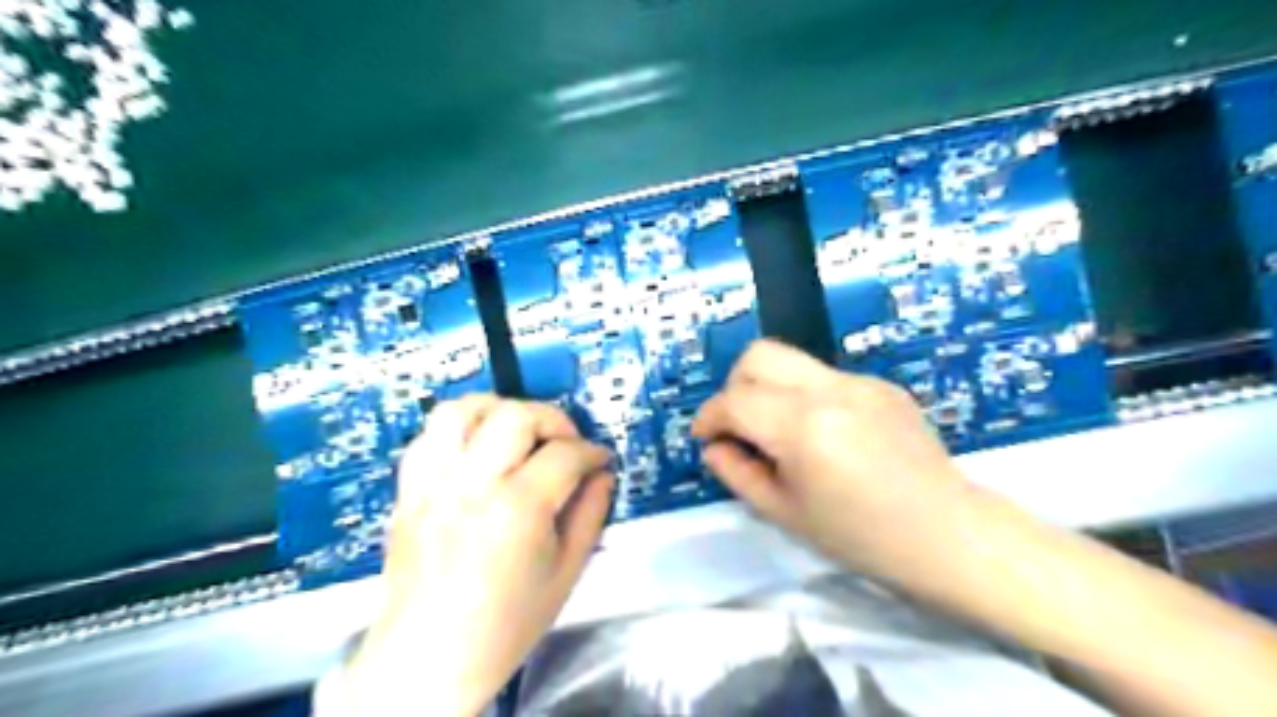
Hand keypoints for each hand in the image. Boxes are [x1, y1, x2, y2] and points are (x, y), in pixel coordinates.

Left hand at [335, 397, 616, 716]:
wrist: (429, 660)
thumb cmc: (506, 624)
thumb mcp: (567, 573)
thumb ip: (591, 513)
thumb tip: (602, 474)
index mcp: (517, 508)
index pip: (566, 453)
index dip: (592, 452)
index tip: (600, 460)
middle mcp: (471, 483)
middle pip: (516, 415)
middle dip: (553, 420)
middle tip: (564, 444)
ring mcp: (433, 483)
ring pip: (464, 409)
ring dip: (500, 410)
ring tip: (518, 434)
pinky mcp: (408, 489)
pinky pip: (429, 434)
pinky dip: (459, 429)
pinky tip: (477, 449)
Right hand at [695, 338, 974, 580]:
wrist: (948, 535)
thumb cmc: (862, 538)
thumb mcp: (785, 514)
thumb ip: (737, 473)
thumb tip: (714, 446)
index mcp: (804, 428)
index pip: (734, 401)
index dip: (708, 418)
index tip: (705, 439)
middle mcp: (830, 390)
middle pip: (759, 355)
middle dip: (735, 386)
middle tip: (741, 426)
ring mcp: (860, 381)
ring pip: (792, 361)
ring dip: (770, 389)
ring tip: (781, 432)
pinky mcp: (882, 384)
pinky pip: (825, 377)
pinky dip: (806, 397)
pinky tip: (827, 436)